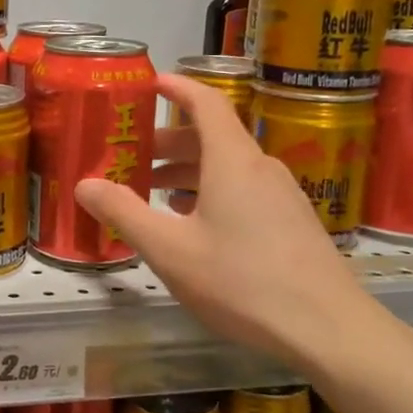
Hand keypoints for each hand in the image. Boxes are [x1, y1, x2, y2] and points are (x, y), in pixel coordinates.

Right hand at [74, 72, 388, 377]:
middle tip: (131, 156)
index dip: (176, 87)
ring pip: (227, 167)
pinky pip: (244, 190)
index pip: (205, 102)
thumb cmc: (241, 282)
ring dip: (188, 171)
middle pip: (211, 137)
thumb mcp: (170, 250)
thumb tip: (84, 184)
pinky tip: (194, 225)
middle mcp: (260, 167)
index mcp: (231, 161)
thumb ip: (124, 213)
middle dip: (168, 141)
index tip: (148, 83)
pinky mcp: (292, 222)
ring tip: (153, 194)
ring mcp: (282, 195)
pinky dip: (211, 192)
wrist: (329, 329)